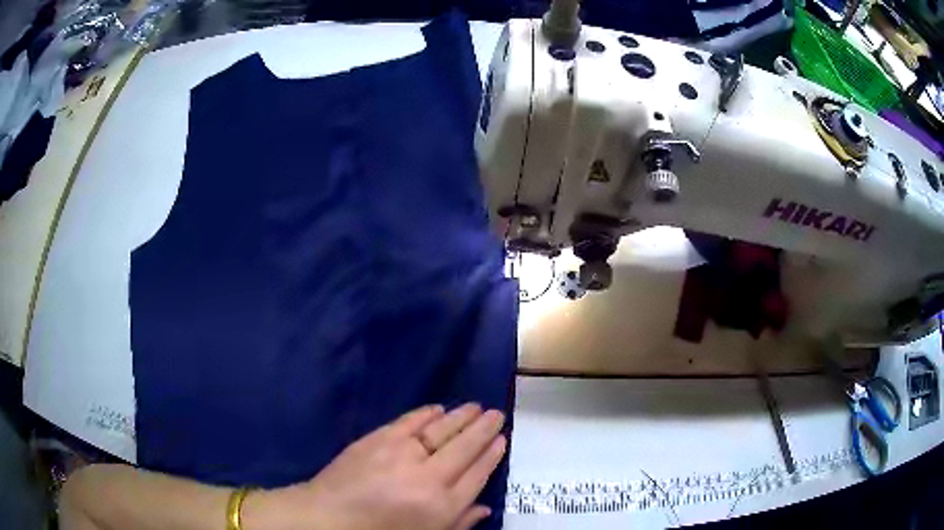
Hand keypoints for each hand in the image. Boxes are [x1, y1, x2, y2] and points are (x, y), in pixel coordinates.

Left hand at [246, 404, 506, 529]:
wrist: (328, 517)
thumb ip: (459, 523)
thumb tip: (485, 507)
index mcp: (442, 506)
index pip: (477, 474)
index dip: (492, 455)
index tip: (503, 439)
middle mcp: (428, 477)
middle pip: (465, 447)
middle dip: (484, 428)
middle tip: (497, 413)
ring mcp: (402, 454)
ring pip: (442, 430)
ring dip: (462, 416)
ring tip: (476, 406)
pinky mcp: (378, 439)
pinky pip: (410, 421)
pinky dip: (427, 413)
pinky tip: (439, 409)